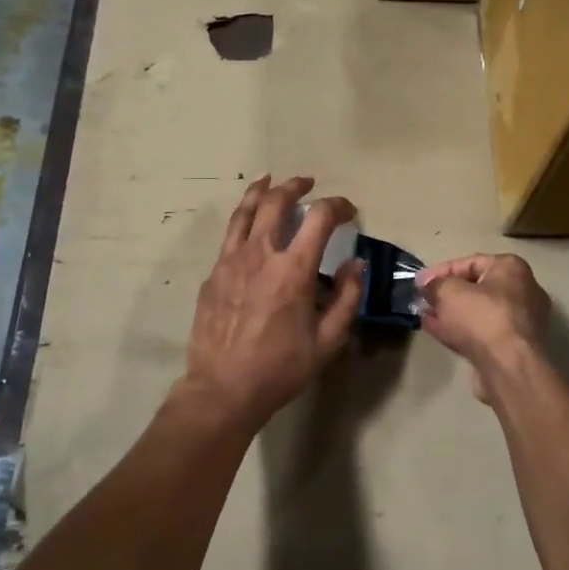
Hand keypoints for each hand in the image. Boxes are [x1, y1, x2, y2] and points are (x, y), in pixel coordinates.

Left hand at [183, 176, 362, 430]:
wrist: (223, 389)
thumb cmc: (281, 368)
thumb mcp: (328, 341)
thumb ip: (347, 298)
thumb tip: (355, 265)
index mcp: (292, 269)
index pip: (319, 218)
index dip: (338, 206)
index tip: (348, 211)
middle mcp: (260, 255)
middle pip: (276, 202)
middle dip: (295, 186)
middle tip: (308, 183)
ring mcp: (230, 262)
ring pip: (244, 211)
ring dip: (261, 191)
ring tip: (270, 180)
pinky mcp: (212, 274)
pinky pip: (230, 236)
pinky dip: (243, 220)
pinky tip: (248, 226)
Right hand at [415, 254, 551, 399]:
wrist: (509, 367)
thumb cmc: (481, 318)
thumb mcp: (449, 292)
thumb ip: (434, 284)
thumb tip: (425, 284)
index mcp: (511, 268)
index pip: (470, 262)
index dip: (440, 271)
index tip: (419, 282)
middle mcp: (522, 290)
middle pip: (476, 287)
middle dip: (446, 294)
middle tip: (423, 300)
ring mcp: (520, 320)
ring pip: (478, 311)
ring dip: (450, 313)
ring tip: (425, 315)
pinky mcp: (514, 346)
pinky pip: (482, 331)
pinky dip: (460, 329)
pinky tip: (437, 330)